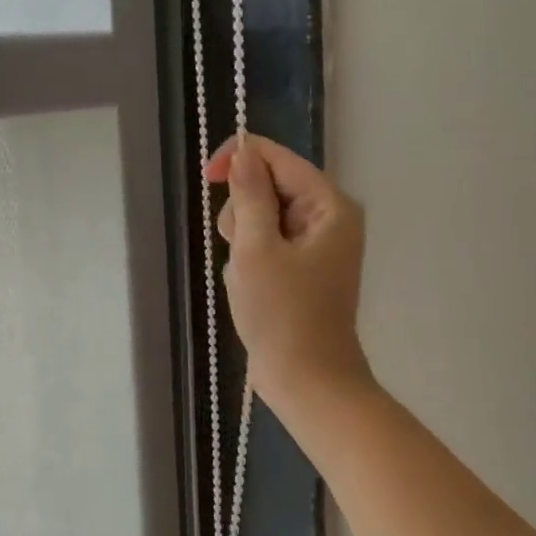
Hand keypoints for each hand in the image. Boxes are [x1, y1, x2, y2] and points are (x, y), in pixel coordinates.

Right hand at [205, 133, 370, 408]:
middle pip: (269, 185)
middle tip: (240, 248)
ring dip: (243, 239)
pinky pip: (266, 244)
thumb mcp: (256, 249)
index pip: (278, 157)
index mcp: (329, 206)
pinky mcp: (303, 268)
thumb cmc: (282, 313)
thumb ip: (250, 196)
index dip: (240, 159)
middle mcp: (328, 218)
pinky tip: (251, 287)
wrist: (307, 381)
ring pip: (262, 216)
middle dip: (243, 211)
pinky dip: (250, 259)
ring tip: (246, 275)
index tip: (207, 178)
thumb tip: (243, 154)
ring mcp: (317, 245)